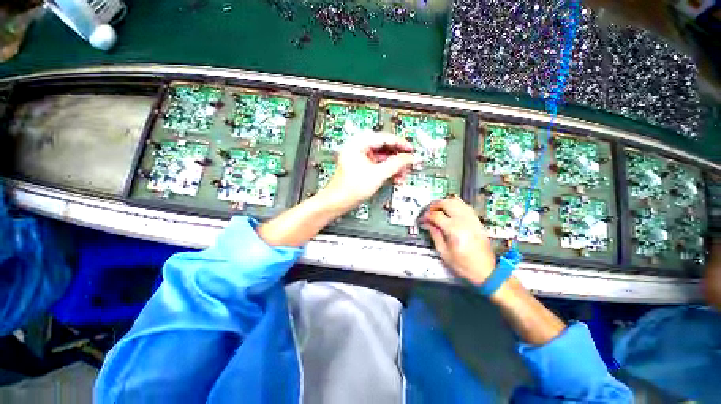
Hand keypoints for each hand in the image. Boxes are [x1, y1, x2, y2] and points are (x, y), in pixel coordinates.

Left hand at [322, 132, 413, 213]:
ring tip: (402, 174)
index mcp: (358, 143)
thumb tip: (409, 158)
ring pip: (382, 156)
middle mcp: (358, 147)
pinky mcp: (361, 165)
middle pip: (384, 147)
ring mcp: (359, 157)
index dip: (400, 144)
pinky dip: (386, 170)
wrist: (338, 202)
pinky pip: (377, 164)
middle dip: (397, 157)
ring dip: (393, 165)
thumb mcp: (378, 175)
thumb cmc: (350, 188)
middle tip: (408, 163)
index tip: (411, 150)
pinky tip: (394, 177)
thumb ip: (396, 164)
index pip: (384, 138)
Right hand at [420, 197, 495, 285]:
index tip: (422, 219)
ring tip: (437, 209)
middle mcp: (464, 221)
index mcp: (454, 230)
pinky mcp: (477, 221)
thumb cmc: (464, 264)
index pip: (436, 215)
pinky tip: (449, 209)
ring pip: (456, 202)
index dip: (426, 216)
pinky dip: (455, 204)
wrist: (486, 271)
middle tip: (428, 211)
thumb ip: (435, 235)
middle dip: (434, 205)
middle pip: (446, 203)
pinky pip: (465, 206)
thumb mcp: (444, 252)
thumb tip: (427, 223)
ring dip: (444, 202)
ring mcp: (472, 219)